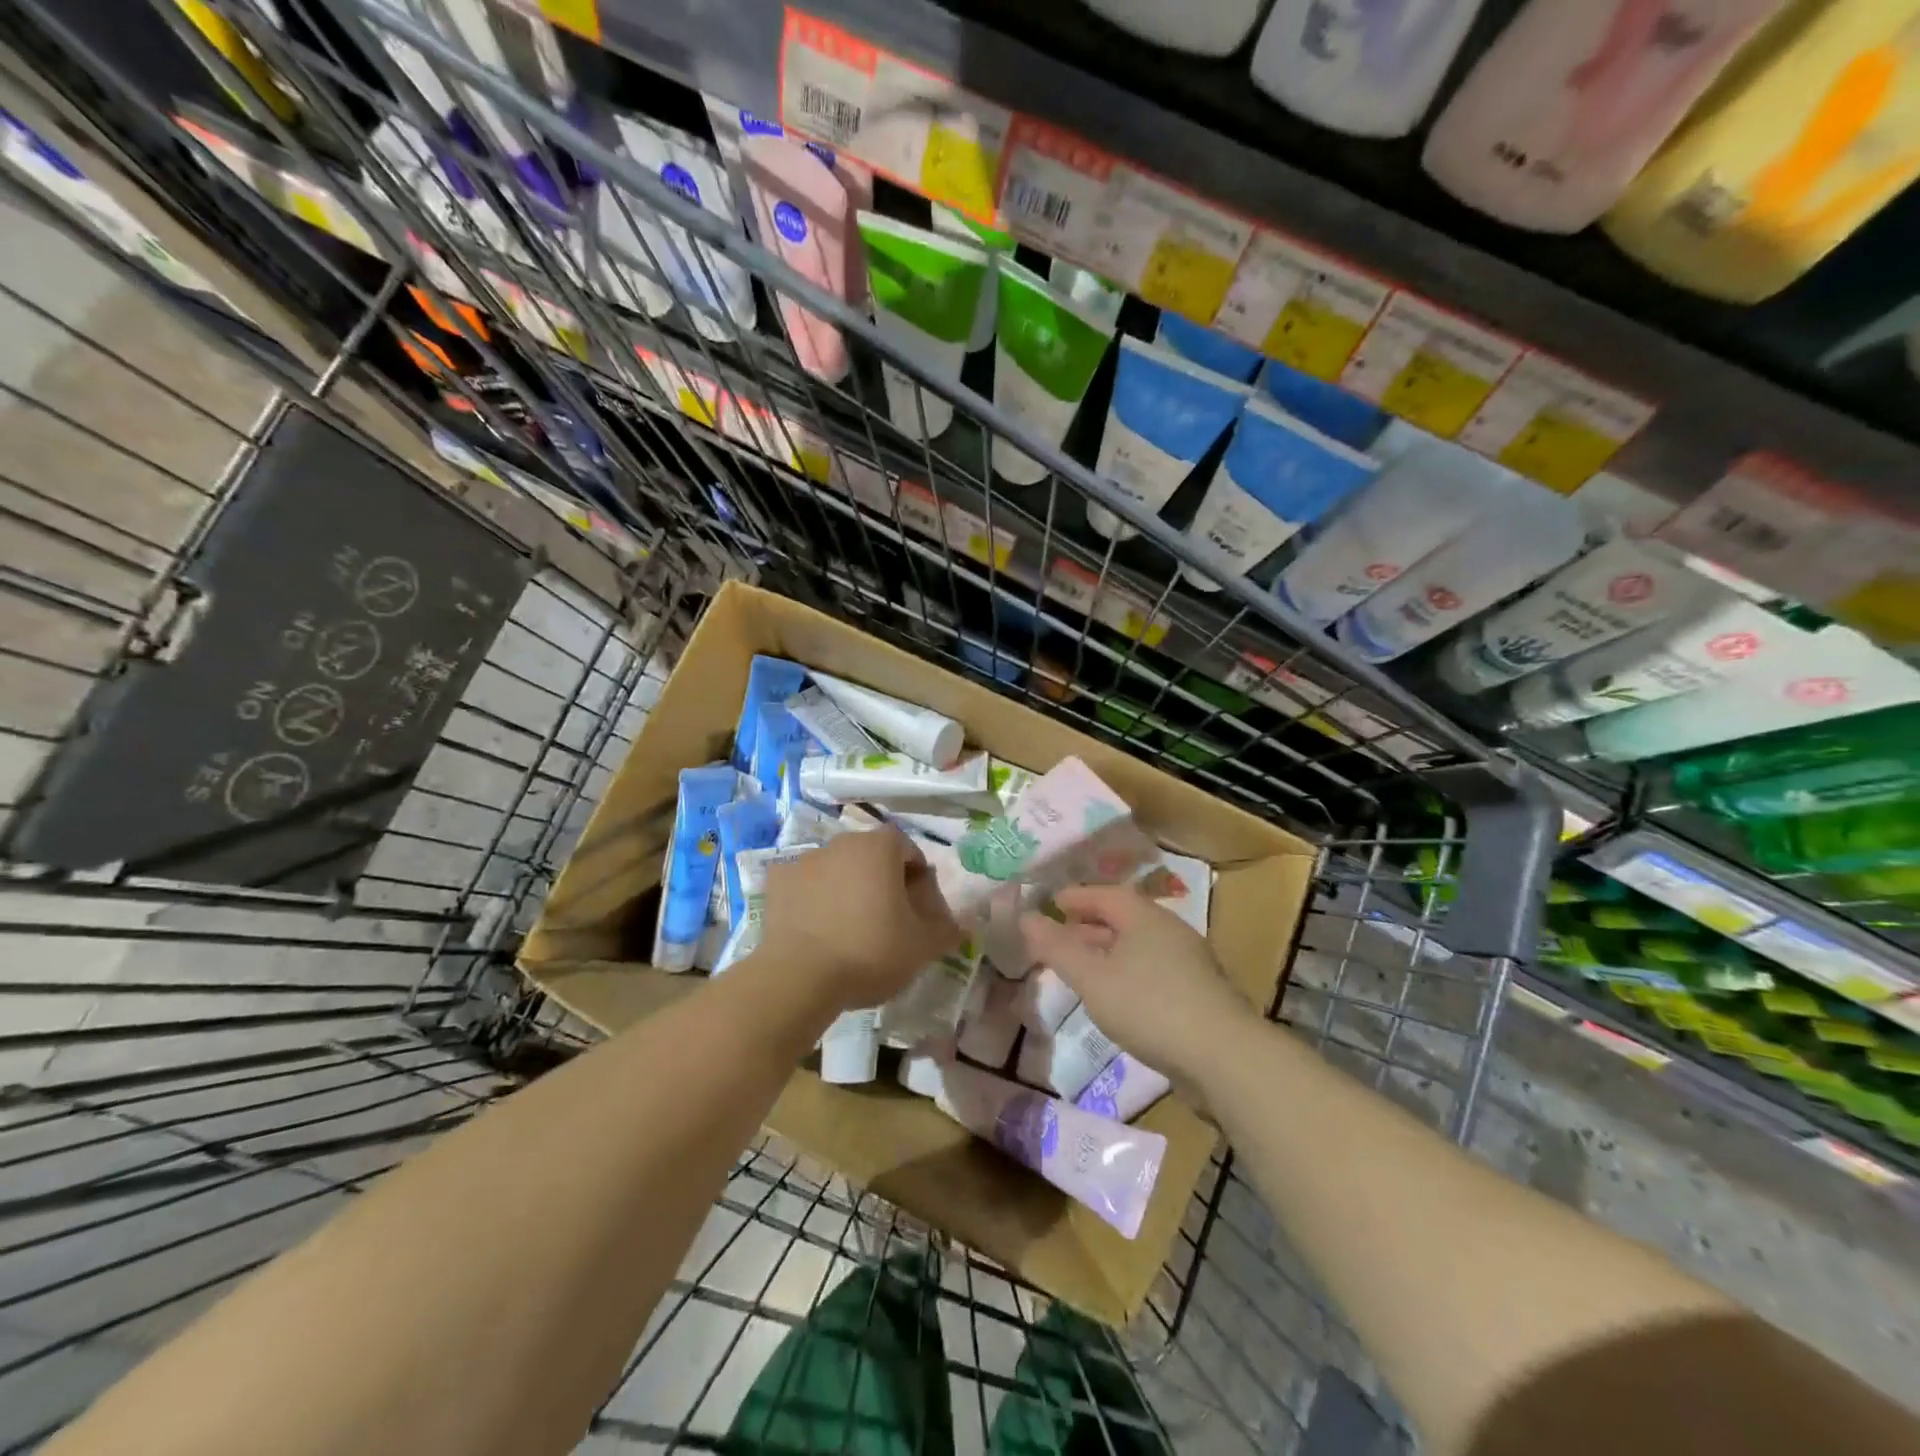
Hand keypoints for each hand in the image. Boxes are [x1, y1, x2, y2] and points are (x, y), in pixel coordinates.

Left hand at [760, 828, 960, 1012]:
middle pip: (871, 855)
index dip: (917, 877)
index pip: (907, 849)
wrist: (799, 976)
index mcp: (880, 847)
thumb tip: (964, 923)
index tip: (917, 908)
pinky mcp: (777, 882)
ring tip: (848, 927)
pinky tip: (816, 928)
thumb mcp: (922, 947)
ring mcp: (805, 859)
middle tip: (886, 919)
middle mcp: (842, 842)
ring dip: (846, 887)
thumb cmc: (870, 952)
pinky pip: (804, 884)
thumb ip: (947, 930)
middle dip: (881, 880)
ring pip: (837, 868)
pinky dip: (812, 898)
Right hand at [1020, 884, 1252, 1085]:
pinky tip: (1114, 997)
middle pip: (1123, 918)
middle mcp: (1169, 930)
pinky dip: (1125, 973)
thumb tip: (1025, 917)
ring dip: (1106, 952)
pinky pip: (1151, 969)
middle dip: (1088, 926)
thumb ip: (1056, 948)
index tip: (1051, 903)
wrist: (1223, 1057)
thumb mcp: (1092, 978)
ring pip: (1137, 946)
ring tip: (1080, 968)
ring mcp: (1188, 962)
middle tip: (1058, 937)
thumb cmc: (1149, 1006)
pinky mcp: (1198, 993)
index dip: (1076, 897)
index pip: (1105, 894)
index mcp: (1145, 917)